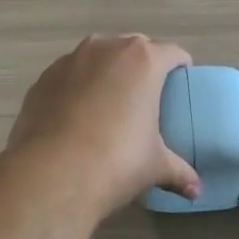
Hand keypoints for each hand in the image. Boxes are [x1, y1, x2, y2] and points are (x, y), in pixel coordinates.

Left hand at [6, 35, 201, 215]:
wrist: (52, 172)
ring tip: (108, 102)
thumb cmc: (116, 160)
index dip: (180, 67)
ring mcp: (70, 59)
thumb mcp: (155, 166)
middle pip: (133, 48)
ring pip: (97, 56)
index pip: (172, 53)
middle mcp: (106, 48)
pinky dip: (77, 86)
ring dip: (106, 71)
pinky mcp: (43, 77)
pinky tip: (76, 114)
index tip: (181, 83)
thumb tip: (195, 190)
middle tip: (146, 95)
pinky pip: (69, 74)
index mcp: (143, 61)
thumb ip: (179, 171)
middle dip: (142, 65)